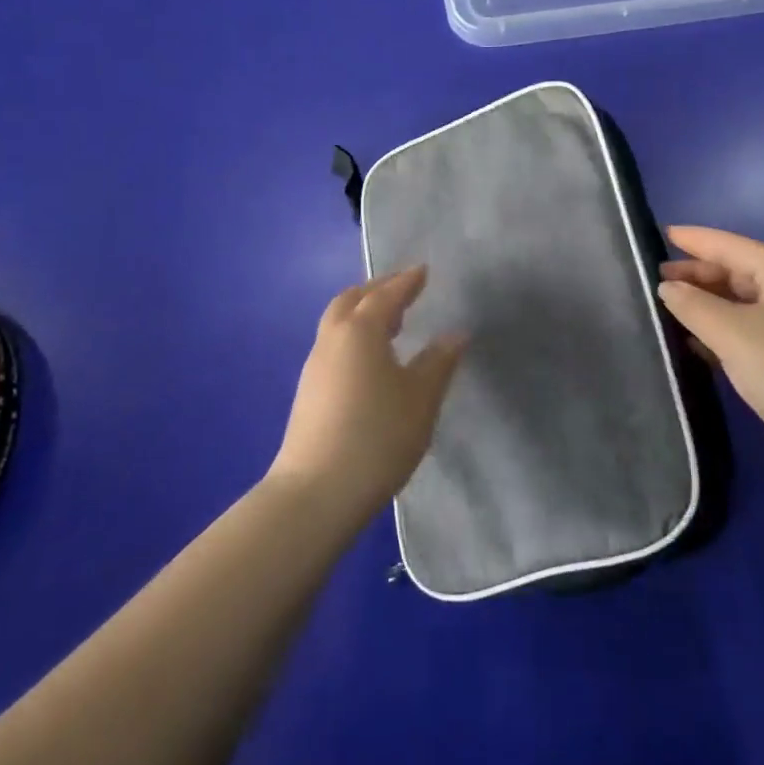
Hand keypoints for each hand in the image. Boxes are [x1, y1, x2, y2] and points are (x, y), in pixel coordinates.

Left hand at [269, 267, 467, 525]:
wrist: (316, 493)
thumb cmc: (377, 437)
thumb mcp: (420, 399)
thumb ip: (439, 362)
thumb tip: (455, 334)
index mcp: (360, 330)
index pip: (386, 295)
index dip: (406, 281)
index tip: (423, 271)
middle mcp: (332, 338)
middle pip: (351, 300)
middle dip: (378, 290)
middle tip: (403, 291)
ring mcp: (315, 365)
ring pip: (337, 322)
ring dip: (362, 313)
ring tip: (390, 323)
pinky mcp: (308, 392)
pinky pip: (333, 345)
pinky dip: (353, 336)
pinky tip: (370, 360)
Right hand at [658, 226, 763, 490]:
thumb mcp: (731, 331)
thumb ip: (693, 304)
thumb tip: (667, 287)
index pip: (733, 246)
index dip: (696, 239)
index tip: (662, 233)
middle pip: (738, 273)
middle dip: (697, 274)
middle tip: (655, 279)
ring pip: (740, 305)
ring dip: (705, 304)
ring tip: (666, 307)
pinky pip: (746, 333)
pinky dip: (718, 331)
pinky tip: (691, 341)